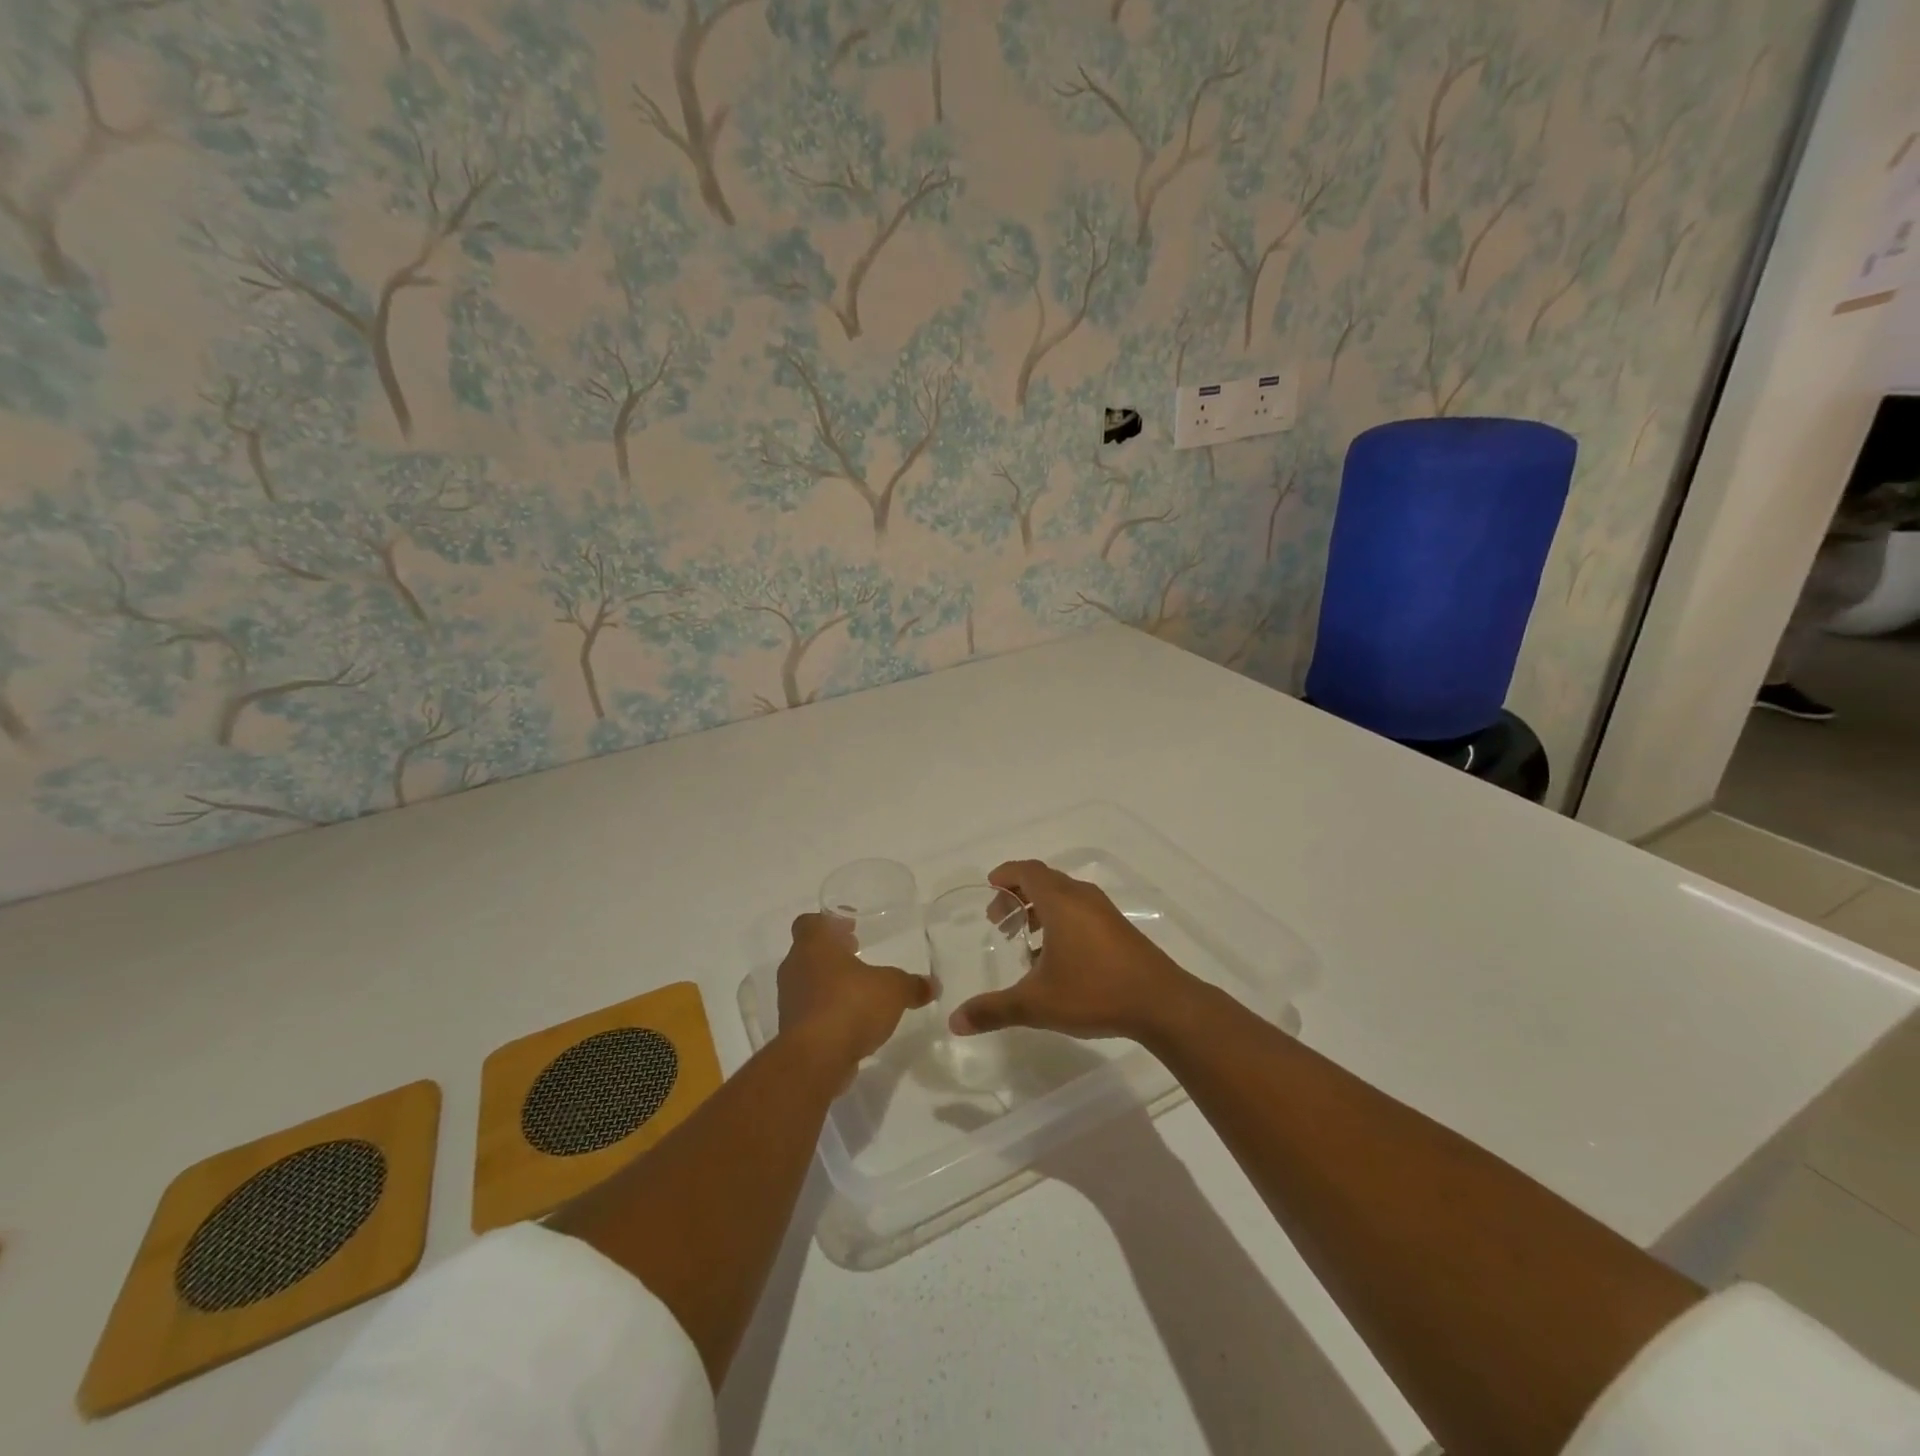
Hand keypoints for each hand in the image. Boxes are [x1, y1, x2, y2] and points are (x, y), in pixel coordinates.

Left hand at [778, 912, 931, 1065]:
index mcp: (814, 946)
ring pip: (808, 982)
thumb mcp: (893, 990)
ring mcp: (789, 1001)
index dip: (829, 922)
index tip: (850, 928)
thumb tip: (932, 985)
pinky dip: (828, 1011)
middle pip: (809, 951)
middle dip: (834, 952)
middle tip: (858, 954)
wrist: (815, 1059)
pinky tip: (852, 1021)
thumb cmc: (850, 1005)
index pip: (809, 922)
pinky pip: (811, 1011)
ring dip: (830, 983)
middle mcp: (795, 968)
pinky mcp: (792, 1031)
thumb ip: (911, 985)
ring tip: (859, 990)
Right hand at [947, 860, 1195, 1042]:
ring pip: (1063, 896)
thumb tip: (955, 1021)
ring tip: (1023, 939)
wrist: (1162, 1004)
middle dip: (1017, 895)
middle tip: (998, 921)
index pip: (1027, 870)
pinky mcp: (1118, 929)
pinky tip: (1054, 957)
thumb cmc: (1095, 992)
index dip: (1005, 874)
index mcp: (1061, 902)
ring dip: (1039, 909)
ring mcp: (1104, 912)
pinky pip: (1080, 910)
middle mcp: (1082, 898)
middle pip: (1044, 880)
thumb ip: (994, 1010)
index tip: (989, 888)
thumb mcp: (1037, 1004)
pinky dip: (1059, 920)